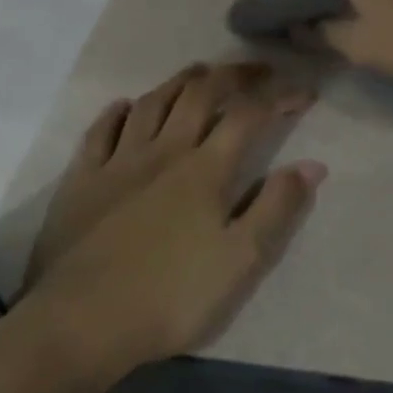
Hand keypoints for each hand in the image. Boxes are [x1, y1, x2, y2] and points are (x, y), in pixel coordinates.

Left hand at [31, 77, 325, 375]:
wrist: (80, 322)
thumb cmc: (170, 297)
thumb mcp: (240, 261)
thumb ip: (277, 209)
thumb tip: (312, 165)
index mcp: (205, 170)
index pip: (249, 115)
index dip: (279, 97)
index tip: (303, 92)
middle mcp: (163, 151)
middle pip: (200, 94)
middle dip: (233, 76)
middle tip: (257, 70)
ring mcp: (117, 162)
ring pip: (152, 103)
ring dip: (180, 81)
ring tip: (200, 72)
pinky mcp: (81, 180)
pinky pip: (100, 132)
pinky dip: (117, 112)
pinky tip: (124, 106)